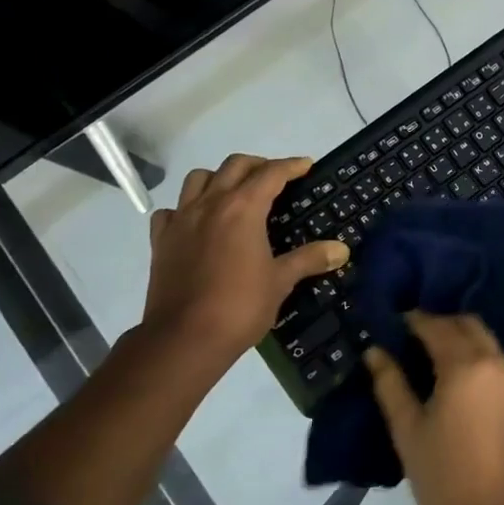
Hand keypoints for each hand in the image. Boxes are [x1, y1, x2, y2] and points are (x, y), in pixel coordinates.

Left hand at [140, 154, 348, 368]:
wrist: (184, 339)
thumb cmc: (240, 306)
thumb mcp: (281, 281)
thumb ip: (310, 259)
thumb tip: (341, 249)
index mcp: (242, 208)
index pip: (271, 173)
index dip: (291, 166)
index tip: (306, 165)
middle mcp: (210, 204)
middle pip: (235, 165)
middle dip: (258, 165)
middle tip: (275, 178)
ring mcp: (181, 220)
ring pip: (198, 179)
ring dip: (219, 178)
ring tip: (234, 194)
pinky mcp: (161, 241)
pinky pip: (171, 210)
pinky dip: (186, 208)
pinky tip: (197, 223)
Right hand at [365, 313, 503, 504]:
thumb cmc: (443, 477)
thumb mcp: (407, 430)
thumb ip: (390, 384)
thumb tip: (375, 351)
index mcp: (464, 364)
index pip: (435, 326)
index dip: (412, 320)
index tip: (390, 323)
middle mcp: (493, 360)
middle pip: (465, 324)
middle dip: (438, 322)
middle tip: (409, 337)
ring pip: (483, 337)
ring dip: (458, 335)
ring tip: (428, 353)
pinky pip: (494, 356)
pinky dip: (475, 351)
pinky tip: (453, 371)